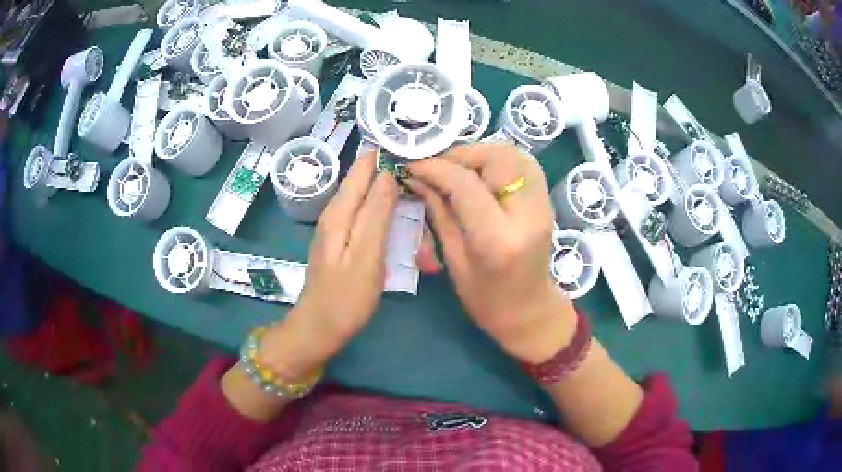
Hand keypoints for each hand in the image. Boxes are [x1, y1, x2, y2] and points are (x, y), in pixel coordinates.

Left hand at [260, 152, 398, 378]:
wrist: (321, 327)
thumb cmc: (346, 296)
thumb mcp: (367, 253)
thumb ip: (377, 212)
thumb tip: (388, 173)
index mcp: (340, 210)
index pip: (363, 166)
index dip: (387, 154)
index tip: (416, 148)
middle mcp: (336, 212)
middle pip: (366, 180)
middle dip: (392, 174)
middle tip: (425, 176)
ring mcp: (338, 226)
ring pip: (367, 198)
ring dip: (390, 194)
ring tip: (417, 194)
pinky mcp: (343, 240)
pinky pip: (365, 215)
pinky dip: (384, 212)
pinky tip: (399, 219)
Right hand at [407, 144, 575, 363]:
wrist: (530, 311)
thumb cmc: (487, 300)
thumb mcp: (454, 259)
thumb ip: (439, 212)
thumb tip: (417, 177)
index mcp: (498, 239)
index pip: (465, 184)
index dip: (435, 167)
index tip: (412, 164)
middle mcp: (527, 215)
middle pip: (497, 158)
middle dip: (461, 154)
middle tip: (437, 165)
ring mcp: (542, 205)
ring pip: (514, 153)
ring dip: (481, 152)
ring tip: (457, 166)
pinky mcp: (546, 200)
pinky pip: (524, 163)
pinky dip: (499, 158)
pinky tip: (481, 171)